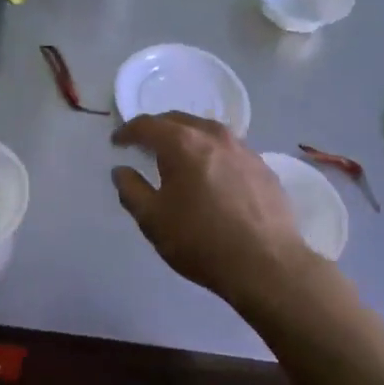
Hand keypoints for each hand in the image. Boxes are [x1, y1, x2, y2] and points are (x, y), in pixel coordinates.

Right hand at [111, 112, 310, 301]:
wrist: (267, 264)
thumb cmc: (201, 240)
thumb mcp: (153, 220)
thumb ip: (131, 190)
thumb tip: (121, 171)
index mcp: (182, 143)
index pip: (147, 125)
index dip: (127, 132)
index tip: (117, 143)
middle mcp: (214, 136)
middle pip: (178, 120)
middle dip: (157, 129)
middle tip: (143, 145)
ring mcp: (243, 149)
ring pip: (207, 131)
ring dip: (187, 137)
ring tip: (178, 156)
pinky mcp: (263, 167)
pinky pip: (229, 149)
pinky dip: (212, 153)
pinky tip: (211, 175)